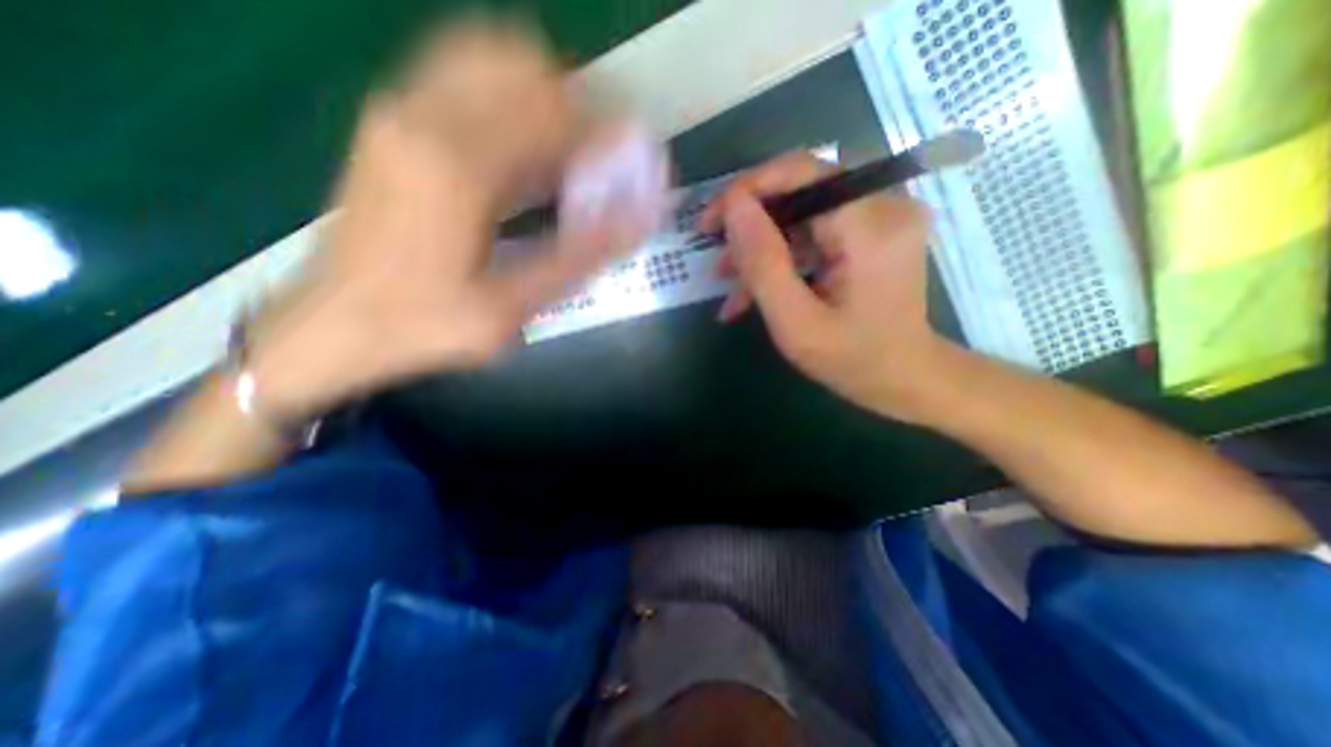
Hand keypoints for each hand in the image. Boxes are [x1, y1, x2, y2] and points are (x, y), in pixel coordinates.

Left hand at [241, 19, 653, 418]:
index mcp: (456, 165)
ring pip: (490, 59)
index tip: (634, 160)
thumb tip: (638, 219)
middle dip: (576, 104)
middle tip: (600, 158)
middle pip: (521, 62)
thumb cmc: (425, 326)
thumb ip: (577, 258)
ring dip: (544, 99)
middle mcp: (423, 117)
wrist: (333, 326)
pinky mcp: (392, 123)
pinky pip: (465, 81)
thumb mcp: (512, 307)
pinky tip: (527, 158)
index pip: (553, 111)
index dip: (607, 130)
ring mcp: (399, 111)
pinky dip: (511, 104)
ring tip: (568, 156)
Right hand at [701, 151, 950, 418]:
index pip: (800, 172)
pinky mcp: (872, 232)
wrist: (904, 377)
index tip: (710, 223)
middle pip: (799, 190)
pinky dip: (784, 256)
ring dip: (763, 247)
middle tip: (718, 261)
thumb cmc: (851, 360)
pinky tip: (757, 289)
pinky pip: (815, 231)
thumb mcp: (795, 322)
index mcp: (869, 226)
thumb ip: (763, 263)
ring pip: (801, 214)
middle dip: (750, 225)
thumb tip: (733, 207)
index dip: (747, 189)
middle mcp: (883, 206)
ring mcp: (880, 217)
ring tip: (731, 286)